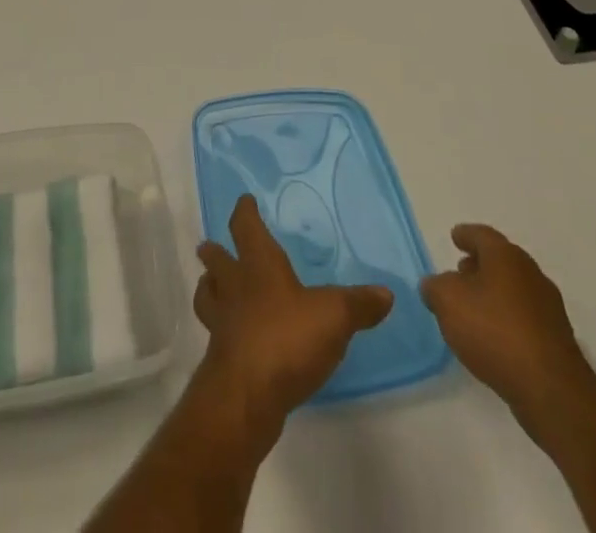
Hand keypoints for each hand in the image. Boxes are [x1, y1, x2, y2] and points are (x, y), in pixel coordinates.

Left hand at [192, 195, 393, 438]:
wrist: (246, 394)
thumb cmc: (286, 338)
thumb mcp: (334, 316)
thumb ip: (358, 304)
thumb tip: (385, 293)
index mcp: (259, 265)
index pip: (246, 227)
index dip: (245, 212)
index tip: (244, 201)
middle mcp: (235, 286)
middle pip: (217, 261)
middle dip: (216, 252)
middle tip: (209, 246)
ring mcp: (223, 322)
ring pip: (209, 295)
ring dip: (210, 288)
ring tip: (212, 286)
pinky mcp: (221, 358)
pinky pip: (217, 332)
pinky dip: (222, 328)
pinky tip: (233, 336)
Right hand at [420, 225, 595, 430]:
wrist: (551, 391)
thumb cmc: (494, 331)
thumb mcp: (447, 301)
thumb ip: (435, 287)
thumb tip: (435, 285)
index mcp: (506, 256)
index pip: (481, 235)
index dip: (465, 235)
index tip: (455, 237)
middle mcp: (531, 275)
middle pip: (501, 261)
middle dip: (479, 265)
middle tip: (459, 273)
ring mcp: (549, 309)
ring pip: (514, 290)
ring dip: (494, 294)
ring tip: (472, 310)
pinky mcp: (557, 342)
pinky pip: (524, 318)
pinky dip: (507, 320)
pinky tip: (493, 338)